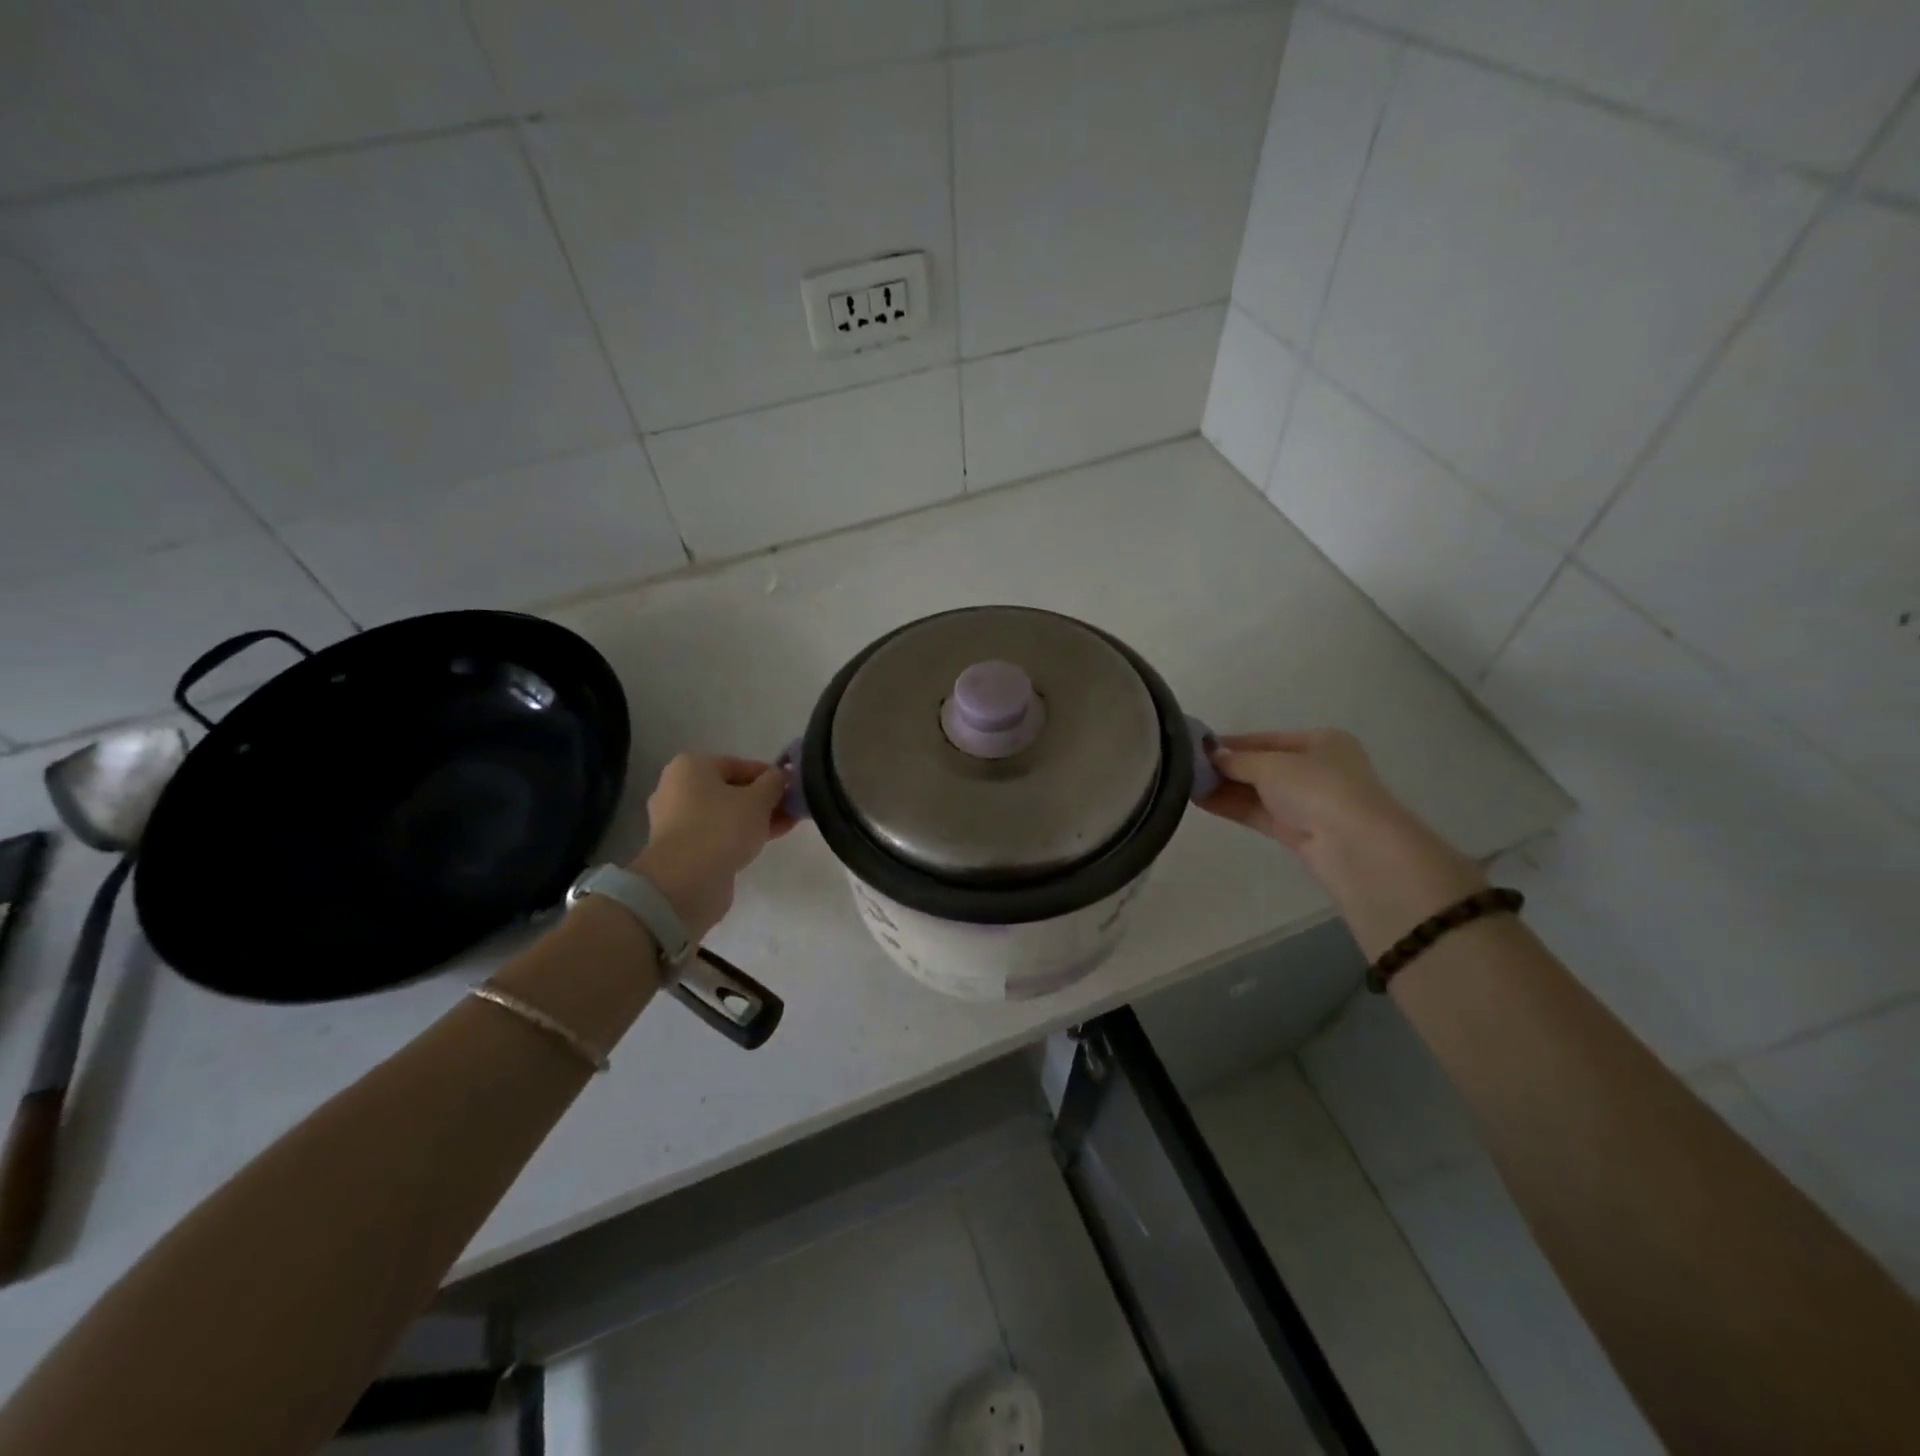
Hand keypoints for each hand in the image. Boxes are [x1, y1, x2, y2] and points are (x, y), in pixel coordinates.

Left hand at [631, 754, 793, 940]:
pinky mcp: (681, 848)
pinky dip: (740, 835)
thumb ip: (775, 782)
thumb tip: (782, 775)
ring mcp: (676, 821)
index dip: (770, 776)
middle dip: (764, 799)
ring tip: (786, 826)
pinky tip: (765, 841)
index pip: (740, 765)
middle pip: (731, 789)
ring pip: (726, 813)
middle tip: (792, 809)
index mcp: (691, 766)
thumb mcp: (759, 798)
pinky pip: (717, 834)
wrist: (686, 882)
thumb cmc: (722, 827)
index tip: (793, 789)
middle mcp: (677, 788)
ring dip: (756, 818)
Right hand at [1199, 729, 1400, 852]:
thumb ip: (1238, 759)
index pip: (1267, 739)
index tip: (1196, 746)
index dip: (1232, 742)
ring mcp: (1307, 802)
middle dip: (1226, 767)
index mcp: (1321, 742)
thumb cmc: (1318, 789)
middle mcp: (1316, 769)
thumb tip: (1211, 755)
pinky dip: (1232, 806)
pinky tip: (1201, 801)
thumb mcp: (1272, 765)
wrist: (1355, 847)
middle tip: (1185, 767)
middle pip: (1261, 765)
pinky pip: (1258, 813)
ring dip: (1224, 788)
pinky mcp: (1297, 831)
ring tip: (1185, 784)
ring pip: (1258, 791)